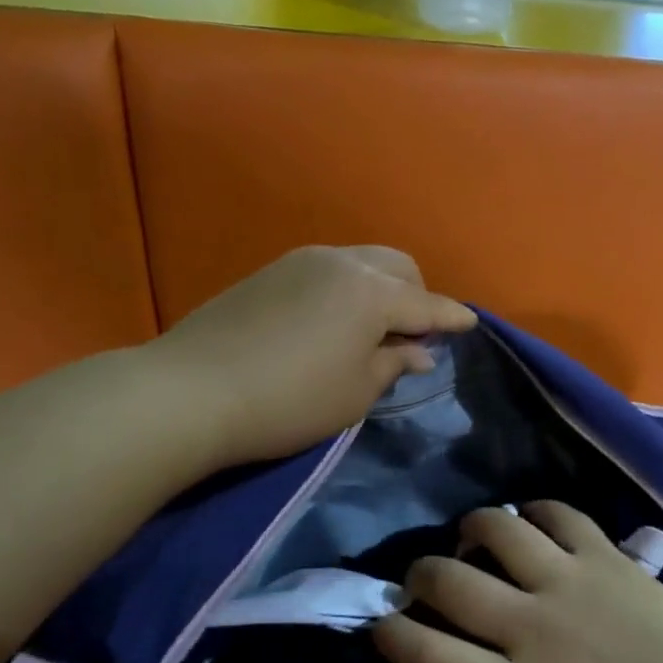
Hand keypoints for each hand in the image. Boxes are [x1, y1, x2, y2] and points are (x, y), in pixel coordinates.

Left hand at [152, 246, 474, 471]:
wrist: (191, 392)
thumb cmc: (290, 401)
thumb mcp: (355, 393)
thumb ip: (393, 365)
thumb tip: (419, 352)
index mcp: (372, 293)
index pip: (427, 304)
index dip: (452, 318)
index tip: (471, 324)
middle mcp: (342, 263)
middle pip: (398, 267)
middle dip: (418, 294)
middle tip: (414, 334)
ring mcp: (302, 261)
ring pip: (362, 262)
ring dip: (381, 288)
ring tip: (374, 328)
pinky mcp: (270, 271)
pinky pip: (329, 269)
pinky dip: (348, 288)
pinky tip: (335, 320)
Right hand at [374, 503, 662, 662]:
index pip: (429, 657)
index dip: (392, 635)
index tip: (382, 623)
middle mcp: (532, 628)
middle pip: (450, 583)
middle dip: (420, 574)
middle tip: (423, 576)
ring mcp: (569, 583)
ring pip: (497, 531)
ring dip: (473, 528)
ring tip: (472, 535)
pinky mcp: (604, 555)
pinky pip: (558, 515)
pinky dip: (535, 512)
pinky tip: (530, 520)